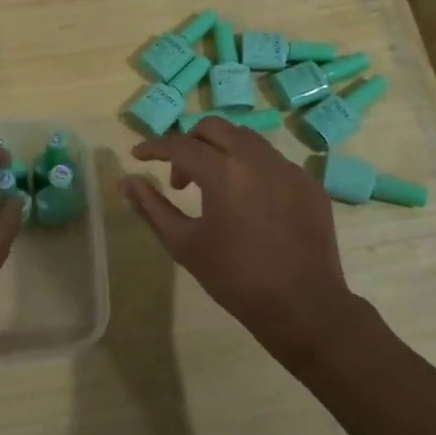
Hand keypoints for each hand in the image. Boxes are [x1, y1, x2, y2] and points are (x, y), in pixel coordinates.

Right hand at [123, 119, 369, 371]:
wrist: (302, 306)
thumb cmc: (235, 278)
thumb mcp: (183, 244)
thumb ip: (152, 207)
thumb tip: (126, 181)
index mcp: (224, 172)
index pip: (179, 144)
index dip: (154, 147)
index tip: (138, 156)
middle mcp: (257, 158)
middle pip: (214, 128)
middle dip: (189, 143)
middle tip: (180, 178)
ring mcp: (288, 168)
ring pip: (246, 139)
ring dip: (221, 151)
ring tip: (214, 189)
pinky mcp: (308, 182)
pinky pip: (272, 161)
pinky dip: (250, 168)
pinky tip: (248, 202)